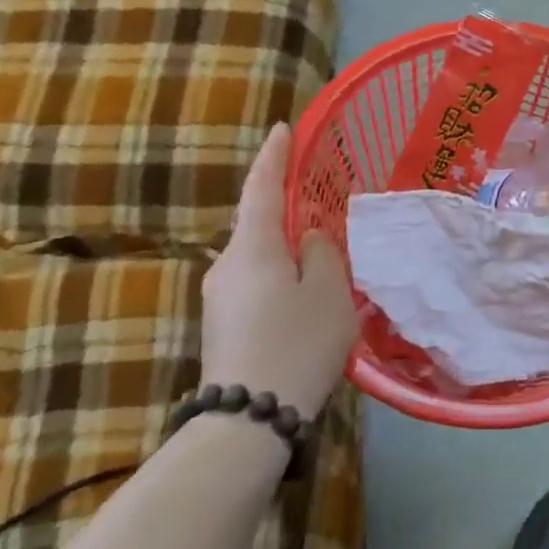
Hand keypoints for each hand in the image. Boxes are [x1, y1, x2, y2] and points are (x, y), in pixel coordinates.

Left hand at [202, 123, 358, 417]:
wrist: (249, 419)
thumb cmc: (297, 342)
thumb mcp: (329, 291)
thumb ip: (322, 252)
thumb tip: (309, 238)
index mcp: (253, 247)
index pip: (262, 187)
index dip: (274, 156)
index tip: (283, 129)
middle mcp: (227, 265)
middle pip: (259, 223)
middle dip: (287, 210)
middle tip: (322, 205)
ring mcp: (219, 297)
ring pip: (260, 257)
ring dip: (287, 249)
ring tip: (323, 259)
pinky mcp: (222, 324)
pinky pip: (257, 282)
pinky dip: (281, 275)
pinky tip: (305, 295)